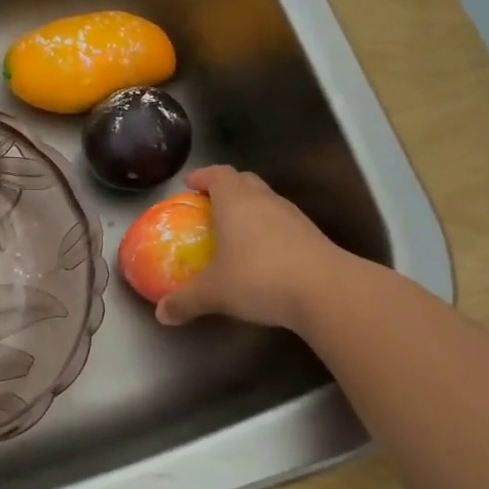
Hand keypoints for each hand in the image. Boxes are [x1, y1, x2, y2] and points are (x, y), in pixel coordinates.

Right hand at [156, 165, 349, 329]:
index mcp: (236, 201)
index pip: (218, 174)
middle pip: (245, 181)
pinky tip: (263, 256)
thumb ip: (185, 301)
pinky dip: (269, 231)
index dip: (203, 176)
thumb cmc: (259, 278)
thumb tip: (162, 313)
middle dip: (227, 188)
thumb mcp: (214, 293)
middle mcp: (265, 200)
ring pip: (267, 201)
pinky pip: (283, 224)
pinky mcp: (313, 236)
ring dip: (251, 209)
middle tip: (211, 205)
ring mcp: (293, 217)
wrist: (325, 291)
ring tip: (236, 231)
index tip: (190, 184)